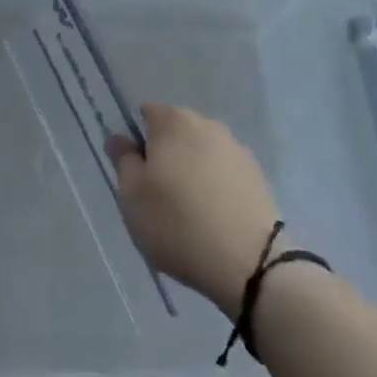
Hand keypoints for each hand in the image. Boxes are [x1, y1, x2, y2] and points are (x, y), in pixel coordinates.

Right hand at [105, 103, 281, 317]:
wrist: (249, 262)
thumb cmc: (177, 223)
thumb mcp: (132, 196)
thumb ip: (122, 160)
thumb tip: (119, 137)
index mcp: (173, 121)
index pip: (147, 114)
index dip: (138, 141)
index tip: (138, 175)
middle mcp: (206, 124)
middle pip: (176, 132)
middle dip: (166, 155)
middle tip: (159, 196)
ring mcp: (235, 148)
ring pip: (202, 152)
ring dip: (193, 171)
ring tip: (189, 212)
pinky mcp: (256, 175)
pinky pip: (224, 173)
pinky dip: (216, 187)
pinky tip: (214, 218)